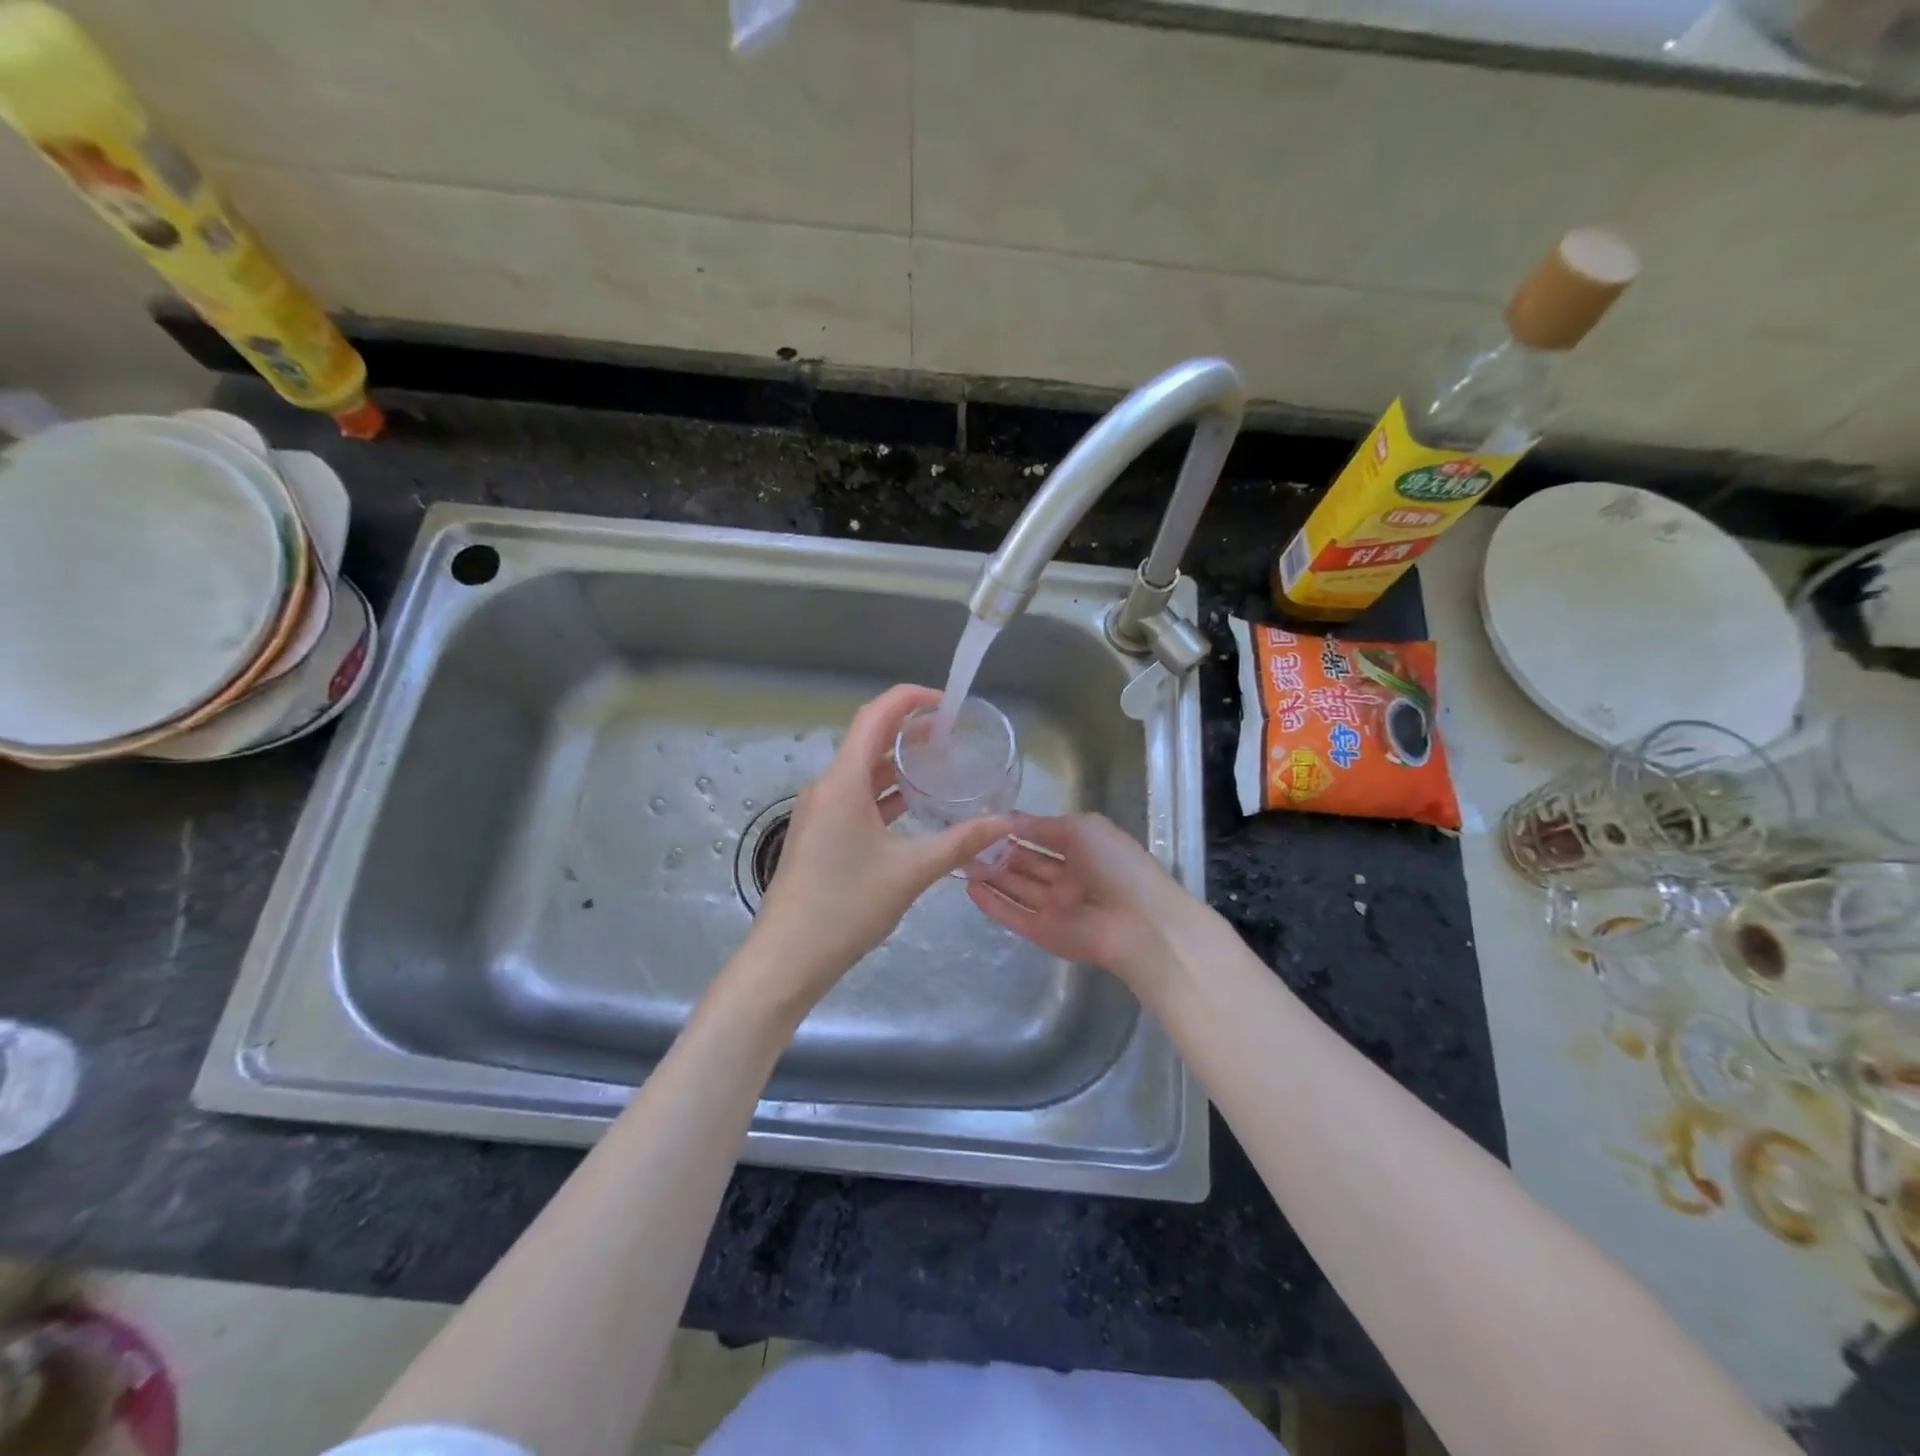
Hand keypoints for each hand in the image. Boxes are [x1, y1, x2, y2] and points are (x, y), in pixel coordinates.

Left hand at [742, 685, 1015, 1009]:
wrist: (788, 957)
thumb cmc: (846, 906)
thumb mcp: (911, 872)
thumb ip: (961, 842)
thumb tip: (1005, 822)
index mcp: (844, 782)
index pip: (875, 716)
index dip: (910, 699)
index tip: (948, 703)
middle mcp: (828, 786)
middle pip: (869, 739)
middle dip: (910, 730)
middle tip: (955, 734)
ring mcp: (820, 811)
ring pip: (863, 771)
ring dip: (898, 763)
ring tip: (942, 764)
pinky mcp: (820, 833)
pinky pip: (856, 797)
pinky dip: (886, 792)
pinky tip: (915, 805)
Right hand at [966, 812, 1187, 985]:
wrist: (1137, 922)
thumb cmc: (1114, 864)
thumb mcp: (1080, 829)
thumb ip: (1042, 825)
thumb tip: (1009, 820)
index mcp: (1083, 850)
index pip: (1043, 838)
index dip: (1016, 830)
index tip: (985, 822)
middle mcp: (1068, 878)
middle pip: (1026, 864)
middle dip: (999, 853)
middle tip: (966, 842)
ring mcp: (1055, 907)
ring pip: (1017, 888)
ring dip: (991, 876)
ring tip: (960, 862)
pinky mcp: (1043, 932)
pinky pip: (1013, 915)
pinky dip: (992, 903)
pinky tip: (970, 889)